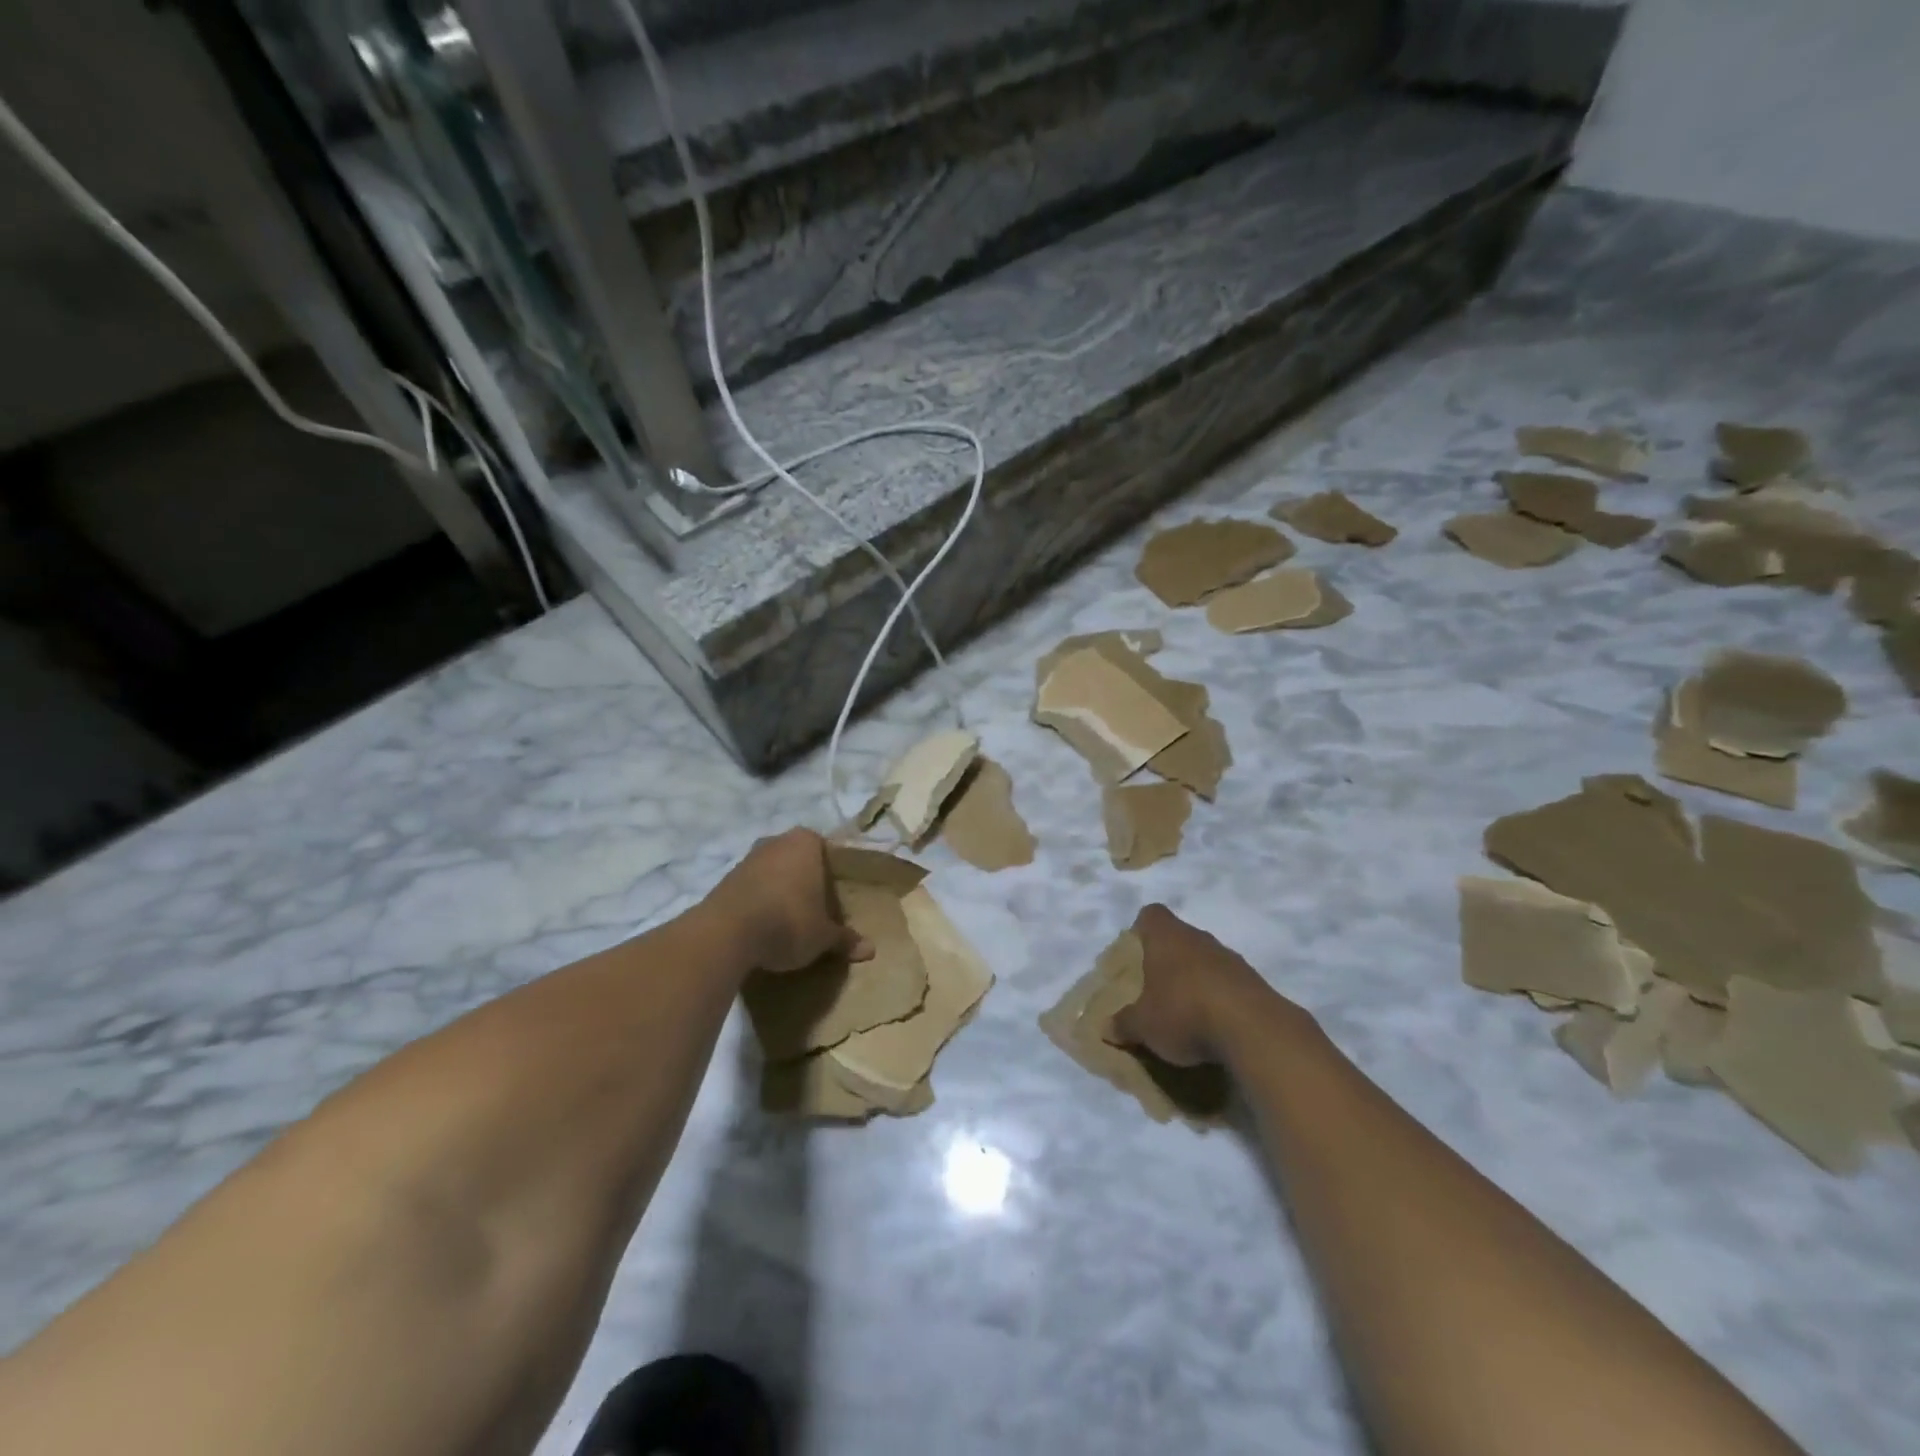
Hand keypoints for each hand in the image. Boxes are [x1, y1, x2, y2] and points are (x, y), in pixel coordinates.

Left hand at [707, 829, 871, 973]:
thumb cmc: (789, 921)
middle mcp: (776, 842)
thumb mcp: (823, 936)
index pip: (826, 851)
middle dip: (805, 882)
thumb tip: (871, 950)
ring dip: (780, 892)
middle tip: (815, 910)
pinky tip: (763, 927)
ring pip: (773, 873)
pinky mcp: (725, 880)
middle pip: (798, 860)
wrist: (727, 933)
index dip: (832, 875)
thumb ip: (844, 938)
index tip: (835, 900)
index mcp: (806, 842)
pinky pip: (752, 889)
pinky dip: (759, 903)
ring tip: (788, 922)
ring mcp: (747, 859)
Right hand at [1111, 904, 1296, 1065]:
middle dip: (1167, 960)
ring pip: (1205, 960)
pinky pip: (1228, 983)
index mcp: (1166, 936)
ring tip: (1184, 1012)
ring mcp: (1230, 958)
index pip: (1151, 915)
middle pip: (1178, 938)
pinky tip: (1213, 1026)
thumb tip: (1107, 1027)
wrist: (1253, 1030)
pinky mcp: (1254, 982)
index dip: (1141, 930)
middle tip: (1155, 988)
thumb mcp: (1142, 1025)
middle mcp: (1198, 937)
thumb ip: (1123, 1023)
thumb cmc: (1183, 1012)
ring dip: (1195, 980)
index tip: (1136, 954)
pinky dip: (1219, 999)